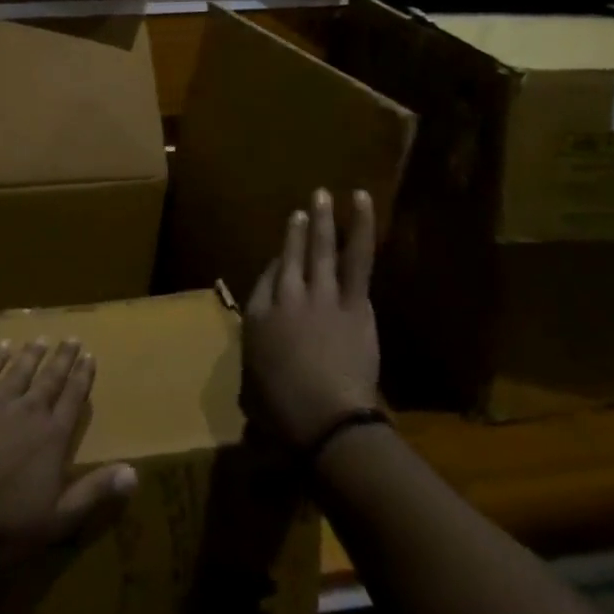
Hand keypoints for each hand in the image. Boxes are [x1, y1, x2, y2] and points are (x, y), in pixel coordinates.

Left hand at [0, 339, 137, 566]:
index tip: (90, 355)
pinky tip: (2, 347)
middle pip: (51, 377)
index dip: (83, 376)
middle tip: (72, 338)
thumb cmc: (7, 525)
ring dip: (33, 353)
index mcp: (53, 436)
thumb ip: (96, 491)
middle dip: (63, 357)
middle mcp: (30, 411)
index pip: (73, 398)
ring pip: (21, 369)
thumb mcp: (59, 518)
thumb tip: (135, 472)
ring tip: (42, 339)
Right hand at [244, 188, 381, 448]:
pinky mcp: (353, 301)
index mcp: (257, 317)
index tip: (285, 259)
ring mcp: (320, 294)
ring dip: (322, 220)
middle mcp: (285, 297)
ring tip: (322, 195)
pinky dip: (360, 227)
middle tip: (301, 209)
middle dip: (296, 232)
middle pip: (290, 256)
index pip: (266, 280)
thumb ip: (257, 361)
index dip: (277, 267)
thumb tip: (266, 356)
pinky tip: (360, 202)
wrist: (325, 418)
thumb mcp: (252, 386)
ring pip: (320, 248)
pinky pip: (357, 257)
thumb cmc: (283, 413)